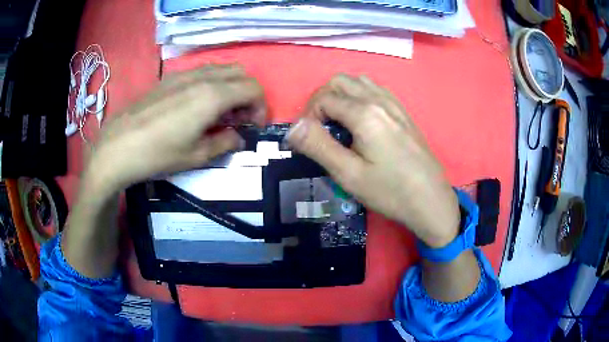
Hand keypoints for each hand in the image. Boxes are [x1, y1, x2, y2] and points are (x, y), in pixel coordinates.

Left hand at [85, 64, 265, 194]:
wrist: (118, 147)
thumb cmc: (158, 154)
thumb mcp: (196, 156)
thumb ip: (225, 143)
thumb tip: (237, 136)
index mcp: (212, 96)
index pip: (253, 88)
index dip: (261, 107)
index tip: (254, 127)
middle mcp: (202, 77)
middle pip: (240, 73)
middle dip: (249, 94)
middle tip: (240, 119)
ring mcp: (184, 74)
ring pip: (221, 69)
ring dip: (231, 87)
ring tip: (221, 113)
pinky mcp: (170, 78)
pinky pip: (202, 72)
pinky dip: (213, 84)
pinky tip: (199, 106)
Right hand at [287, 74, 459, 247]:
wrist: (431, 200)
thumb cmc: (390, 191)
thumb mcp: (349, 174)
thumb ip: (318, 146)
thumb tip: (292, 126)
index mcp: (365, 113)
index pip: (324, 98)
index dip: (308, 116)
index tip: (308, 139)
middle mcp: (379, 100)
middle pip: (340, 81)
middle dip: (322, 99)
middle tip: (319, 127)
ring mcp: (394, 104)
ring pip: (359, 82)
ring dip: (341, 95)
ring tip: (338, 122)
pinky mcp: (403, 113)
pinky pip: (376, 90)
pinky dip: (359, 96)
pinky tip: (361, 120)